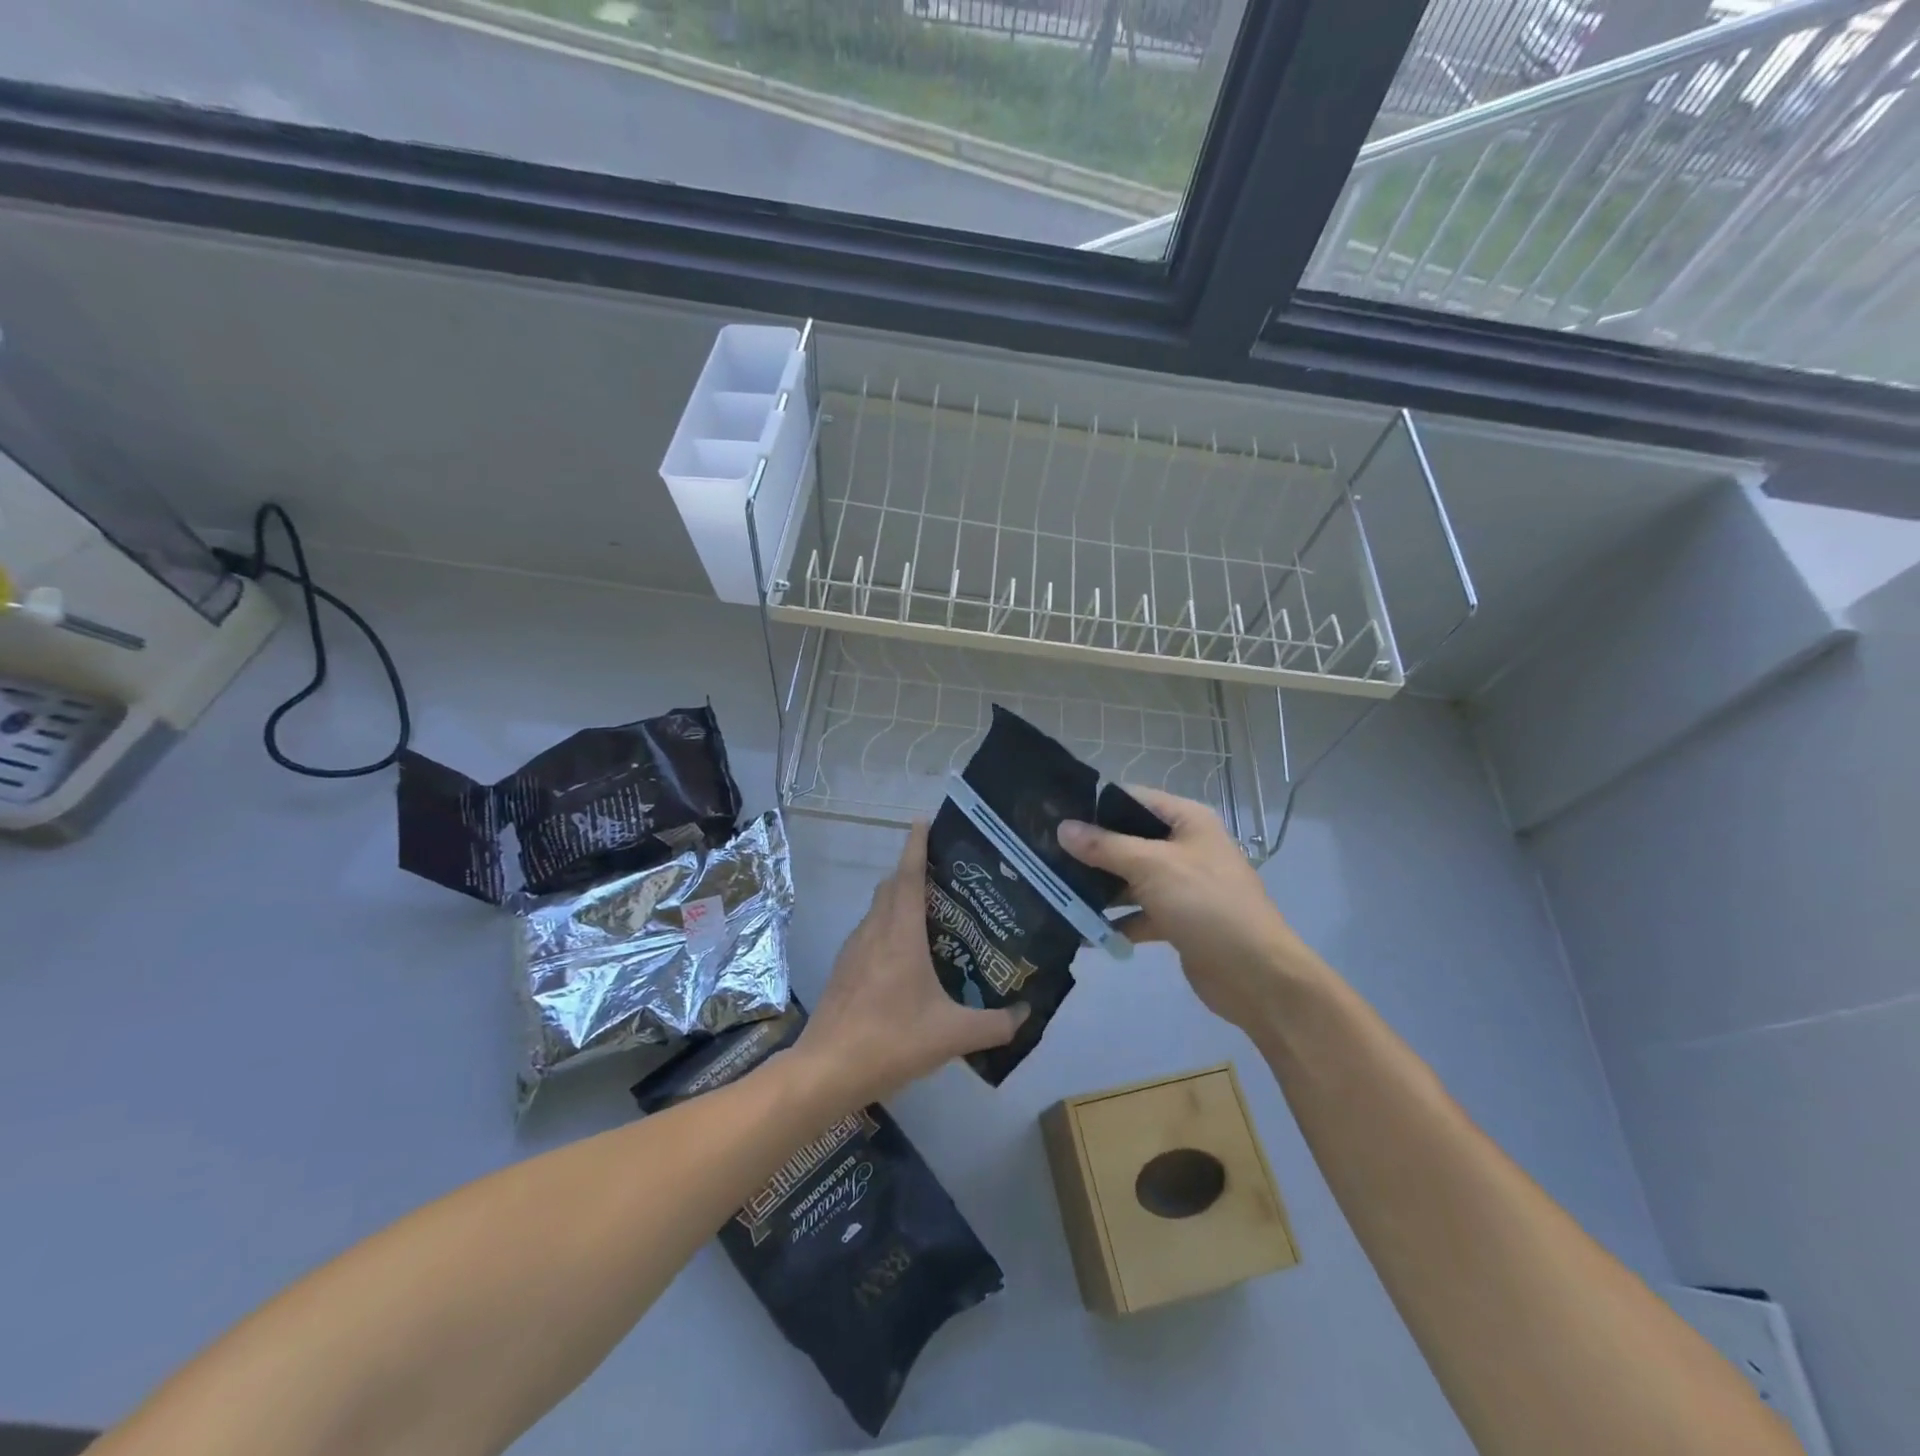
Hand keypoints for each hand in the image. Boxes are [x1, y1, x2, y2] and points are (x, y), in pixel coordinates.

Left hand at [792, 822, 1026, 1109]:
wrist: (826, 1070)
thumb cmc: (890, 1041)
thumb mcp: (951, 1036)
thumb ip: (994, 1025)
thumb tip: (1025, 1015)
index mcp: (900, 934)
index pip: (908, 876)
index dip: (916, 846)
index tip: (924, 820)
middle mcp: (874, 931)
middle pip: (892, 886)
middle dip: (914, 871)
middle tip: (947, 876)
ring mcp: (854, 949)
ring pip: (878, 909)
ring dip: (900, 900)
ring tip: (932, 914)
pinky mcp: (844, 969)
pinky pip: (870, 932)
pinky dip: (888, 926)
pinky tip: (906, 956)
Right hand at [1058, 788, 1324, 1036]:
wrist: (1256, 976)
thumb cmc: (1206, 905)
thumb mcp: (1152, 867)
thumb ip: (1105, 846)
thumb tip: (1063, 827)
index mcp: (1187, 820)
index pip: (1132, 799)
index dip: (1094, 805)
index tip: (1052, 814)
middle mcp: (1184, 846)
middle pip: (1128, 840)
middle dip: (1090, 850)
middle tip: (1044, 855)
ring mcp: (1181, 884)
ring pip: (1129, 878)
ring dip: (1098, 888)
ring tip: (1053, 891)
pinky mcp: (1177, 920)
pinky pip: (1137, 912)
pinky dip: (1114, 922)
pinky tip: (1082, 932)